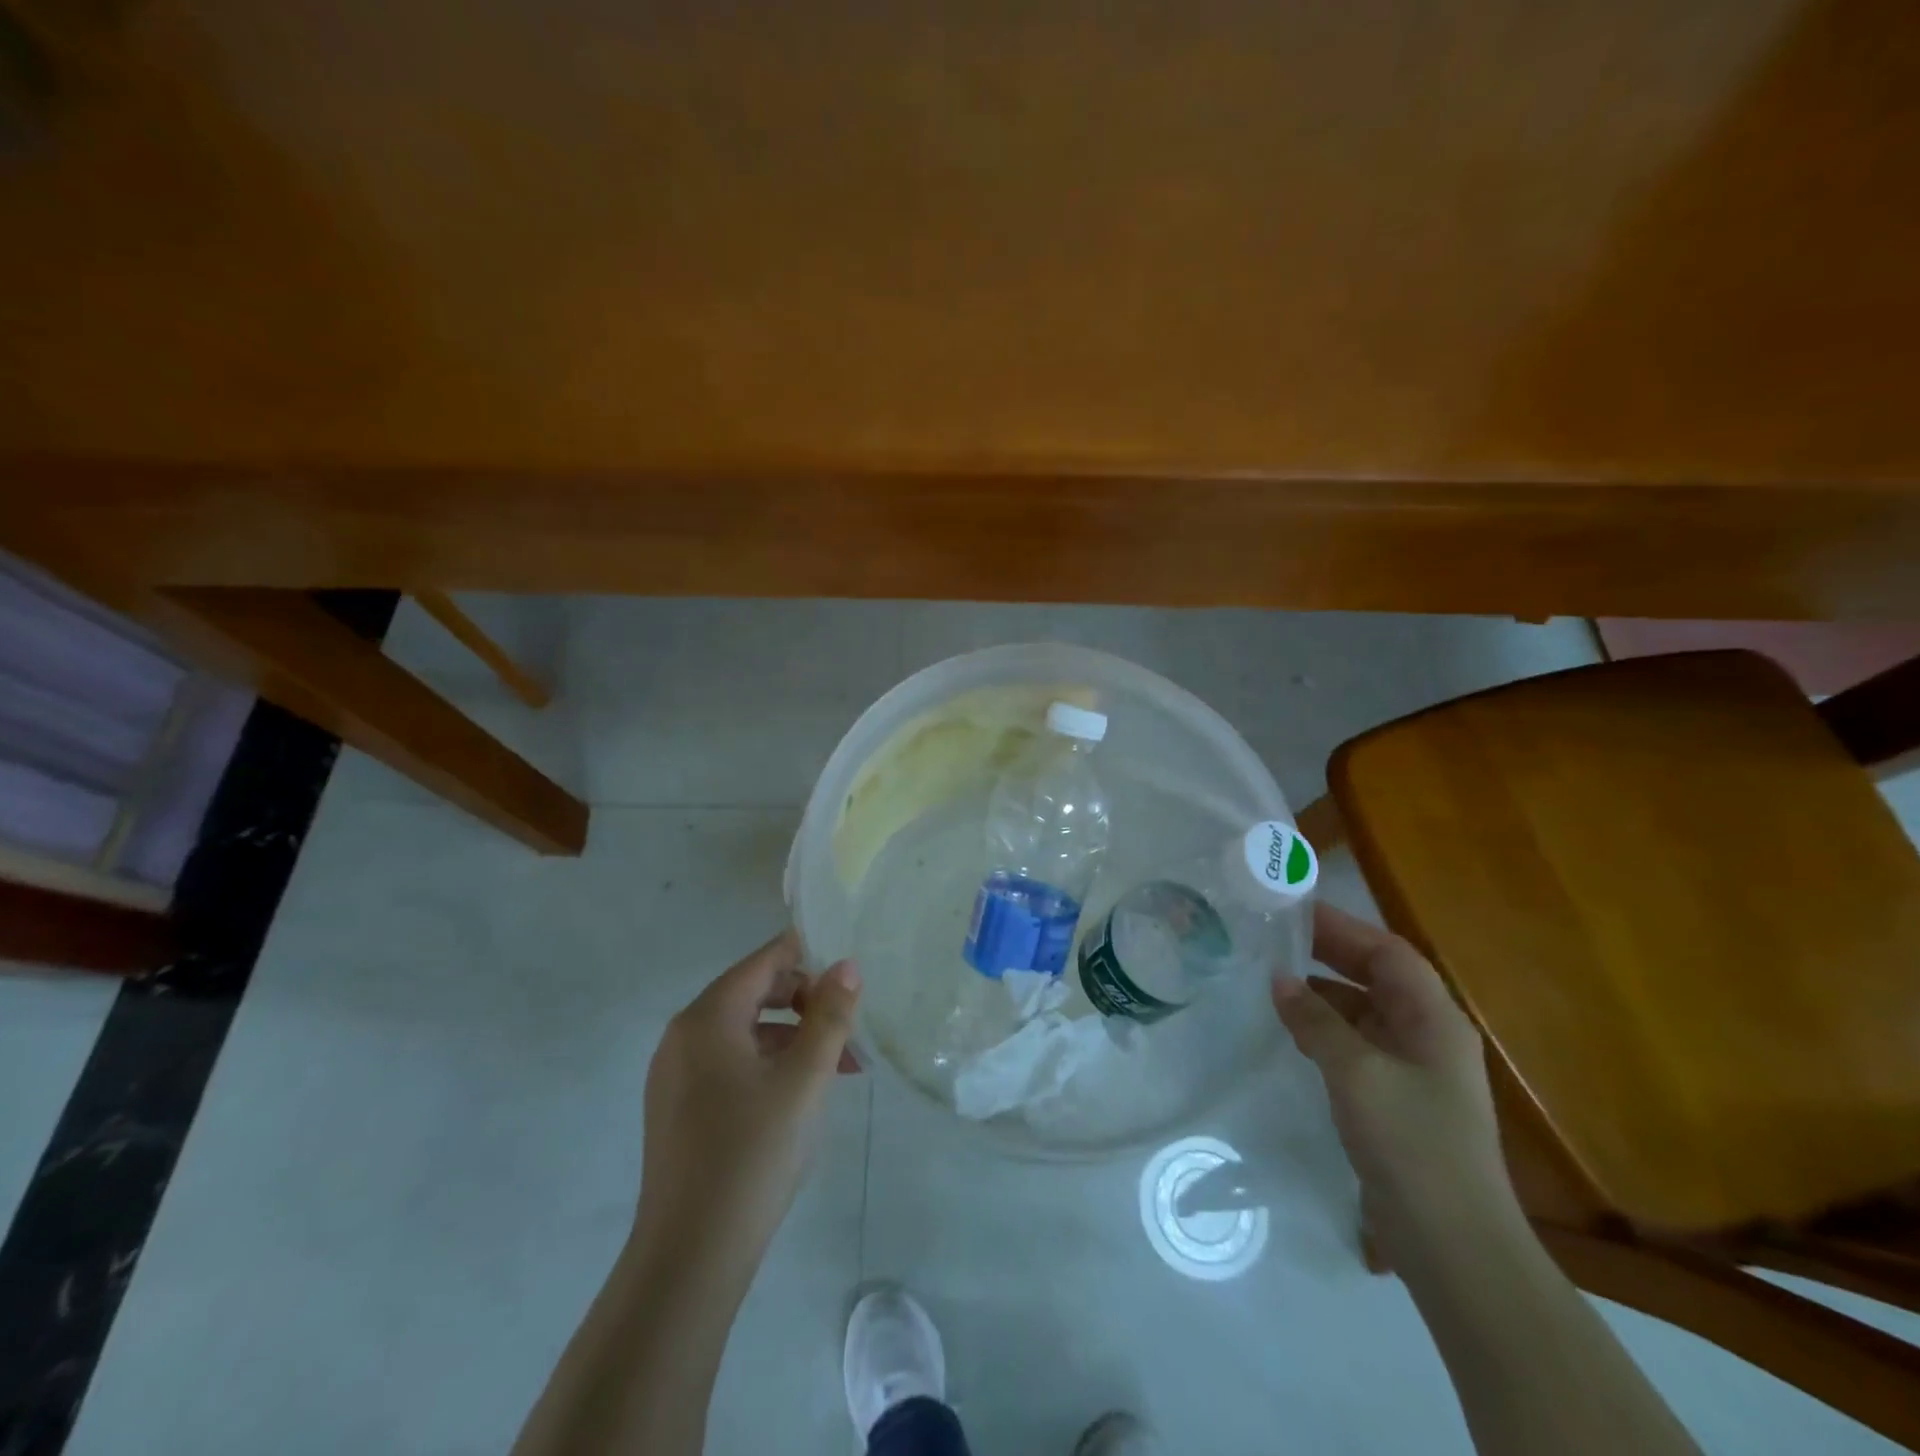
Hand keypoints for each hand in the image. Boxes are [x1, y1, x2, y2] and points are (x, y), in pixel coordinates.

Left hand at [633, 931, 861, 1286]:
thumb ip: (829, 1017)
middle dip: (807, 1003)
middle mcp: (683, 1035)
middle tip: (850, 1028)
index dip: (808, 957)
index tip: (850, 970)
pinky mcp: (679, 1107)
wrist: (690, 1258)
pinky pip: (731, 1063)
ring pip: (746, 1032)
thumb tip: (846, 966)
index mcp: (707, 1018)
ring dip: (794, 1038)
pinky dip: (769, 1064)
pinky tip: (801, 1094)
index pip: (764, 962)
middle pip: (754, 993)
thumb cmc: (752, 1155)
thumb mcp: (805, 1081)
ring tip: (840, 1069)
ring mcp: (676, 1074)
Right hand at [1272, 904, 1518, 1258]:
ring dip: (1324, 992)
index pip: (1388, 952)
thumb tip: (1279, 979)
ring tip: (1273, 978)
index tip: (1295, 910)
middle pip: (1377, 976)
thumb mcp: (1356, 1073)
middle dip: (1330, 953)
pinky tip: (1292, 1030)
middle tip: (1276, 937)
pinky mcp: (1396, 1097)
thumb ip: (1316, 1021)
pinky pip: (1357, 1043)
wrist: (1453, 1243)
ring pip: (1364, 1010)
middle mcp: (1428, 1034)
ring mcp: (1414, 1068)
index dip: (1344, 927)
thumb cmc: (1411, 1143)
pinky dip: (1325, 1028)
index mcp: (1434, 1019)